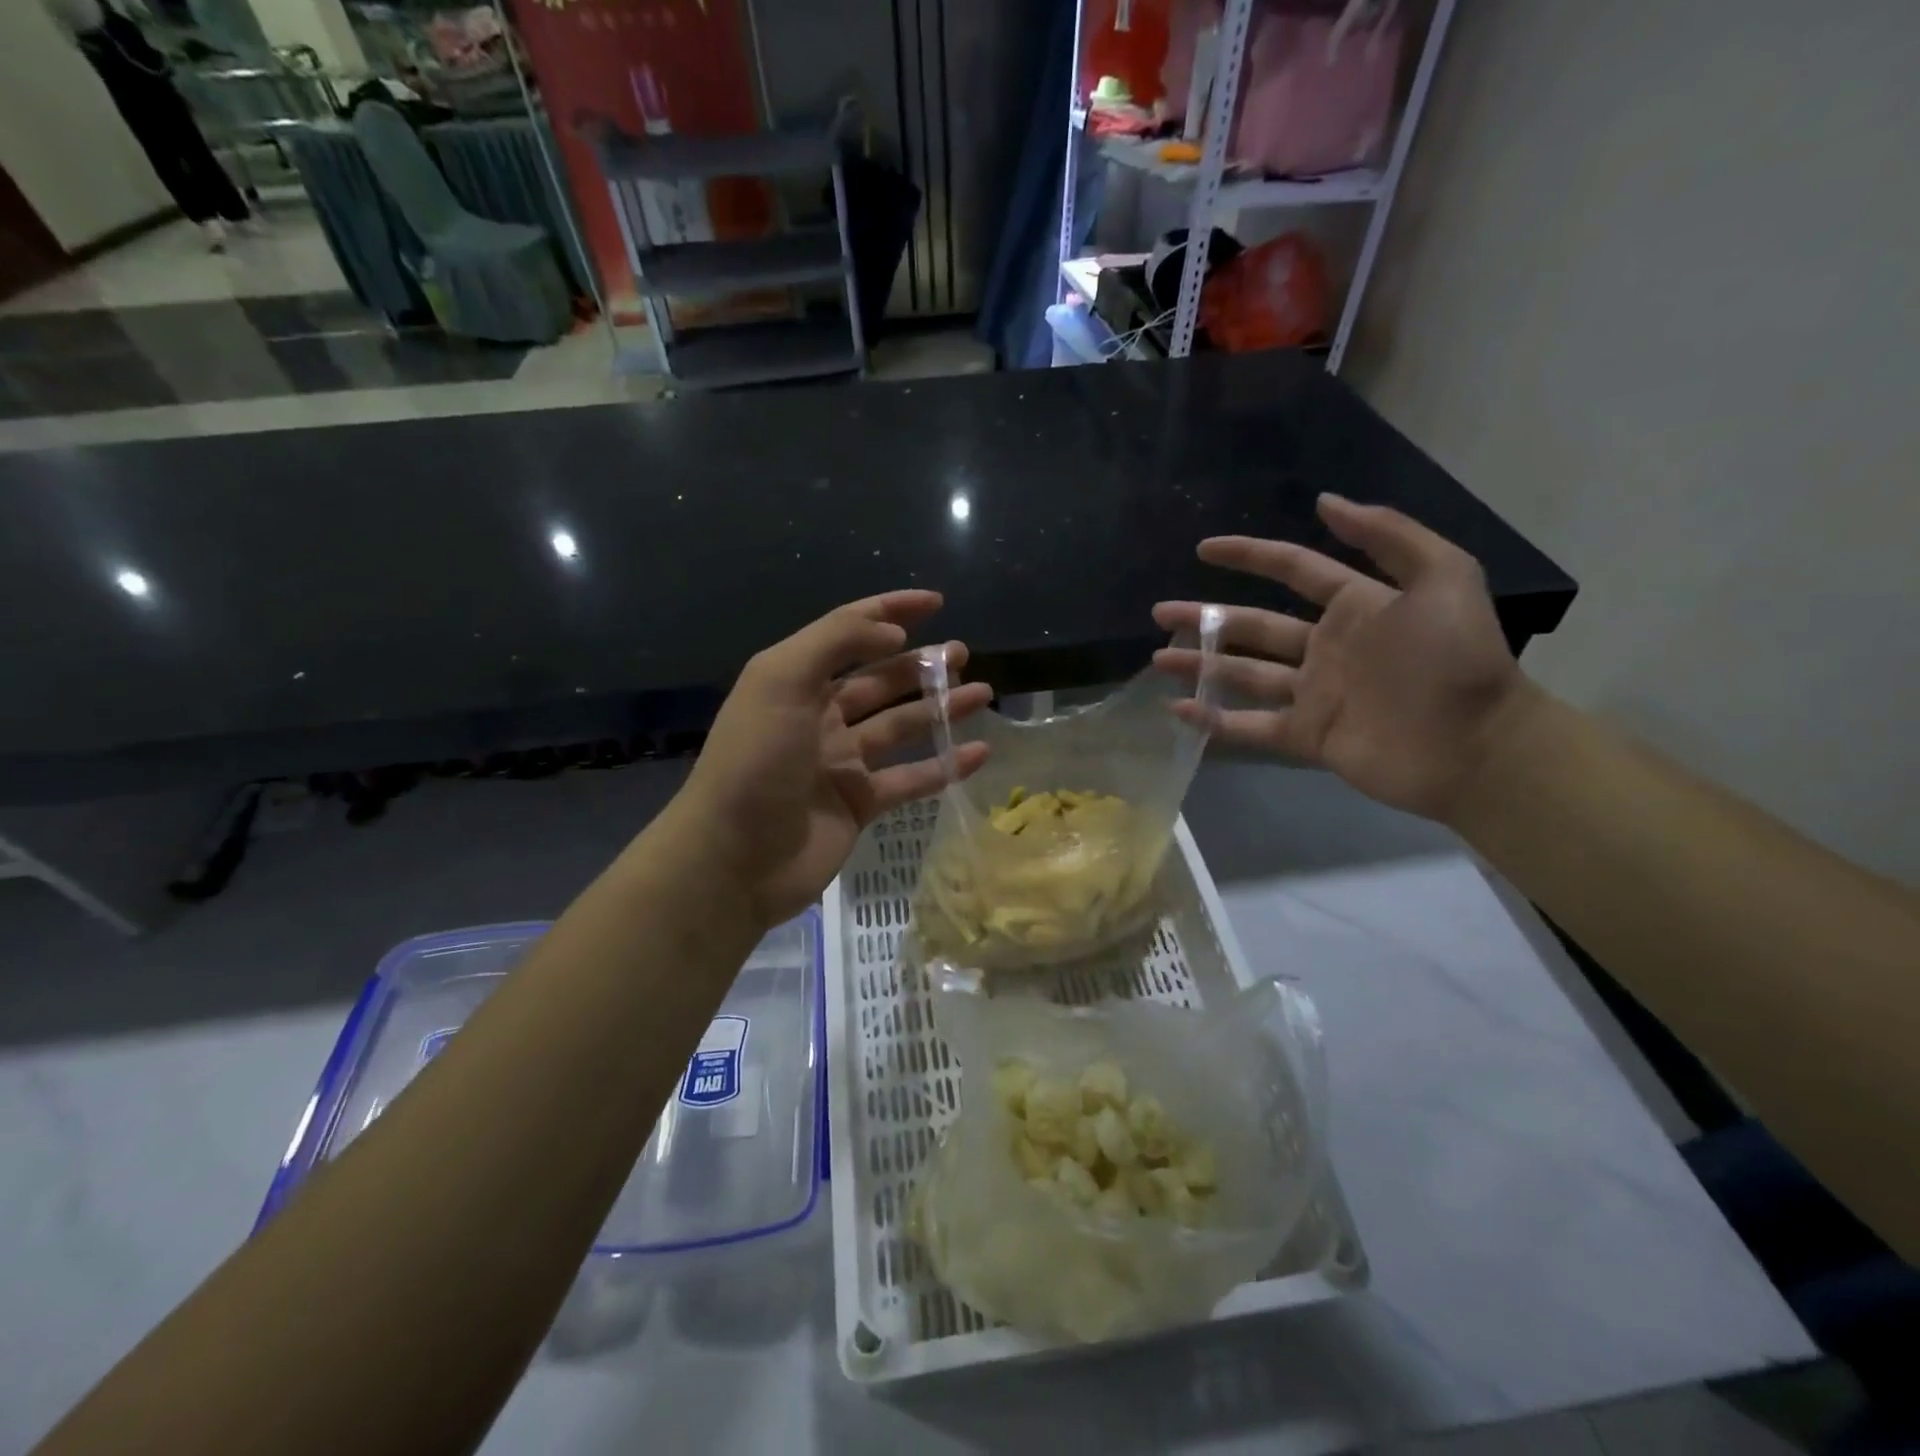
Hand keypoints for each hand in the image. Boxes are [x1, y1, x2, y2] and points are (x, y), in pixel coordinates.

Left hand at [669, 591, 990, 926]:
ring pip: (901, 727)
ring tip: (981, 693)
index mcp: (796, 682)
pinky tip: (978, 753)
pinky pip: (910, 778)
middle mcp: (820, 716)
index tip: (935, 602)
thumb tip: (893, 633)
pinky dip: (944, 766)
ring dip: (940, 709)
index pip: (849, 633)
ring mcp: (841, 763)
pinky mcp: (859, 804)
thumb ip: (836, 642)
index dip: (889, 610)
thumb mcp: (781, 680)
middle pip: (880, 680)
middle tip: (962, 654)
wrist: (734, 857)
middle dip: (920, 663)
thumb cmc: (756, 760)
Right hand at [1154, 494, 1531, 821]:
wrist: (1475, 746)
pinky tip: (1179, 709)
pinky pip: (1250, 725)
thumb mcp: (1443, 578)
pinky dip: (1214, 720)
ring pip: (1243, 673)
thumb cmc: (1457, 660)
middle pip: (1253, 626)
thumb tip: (1324, 502)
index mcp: (1355, 607)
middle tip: (1160, 613)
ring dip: (1201, 665)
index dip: (1249, 555)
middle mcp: (1325, 646)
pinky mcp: (1306, 735)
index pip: (1292, 570)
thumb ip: (1388, 535)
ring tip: (1159, 659)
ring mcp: (1312, 693)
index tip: (1204, 549)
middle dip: (1205, 617)